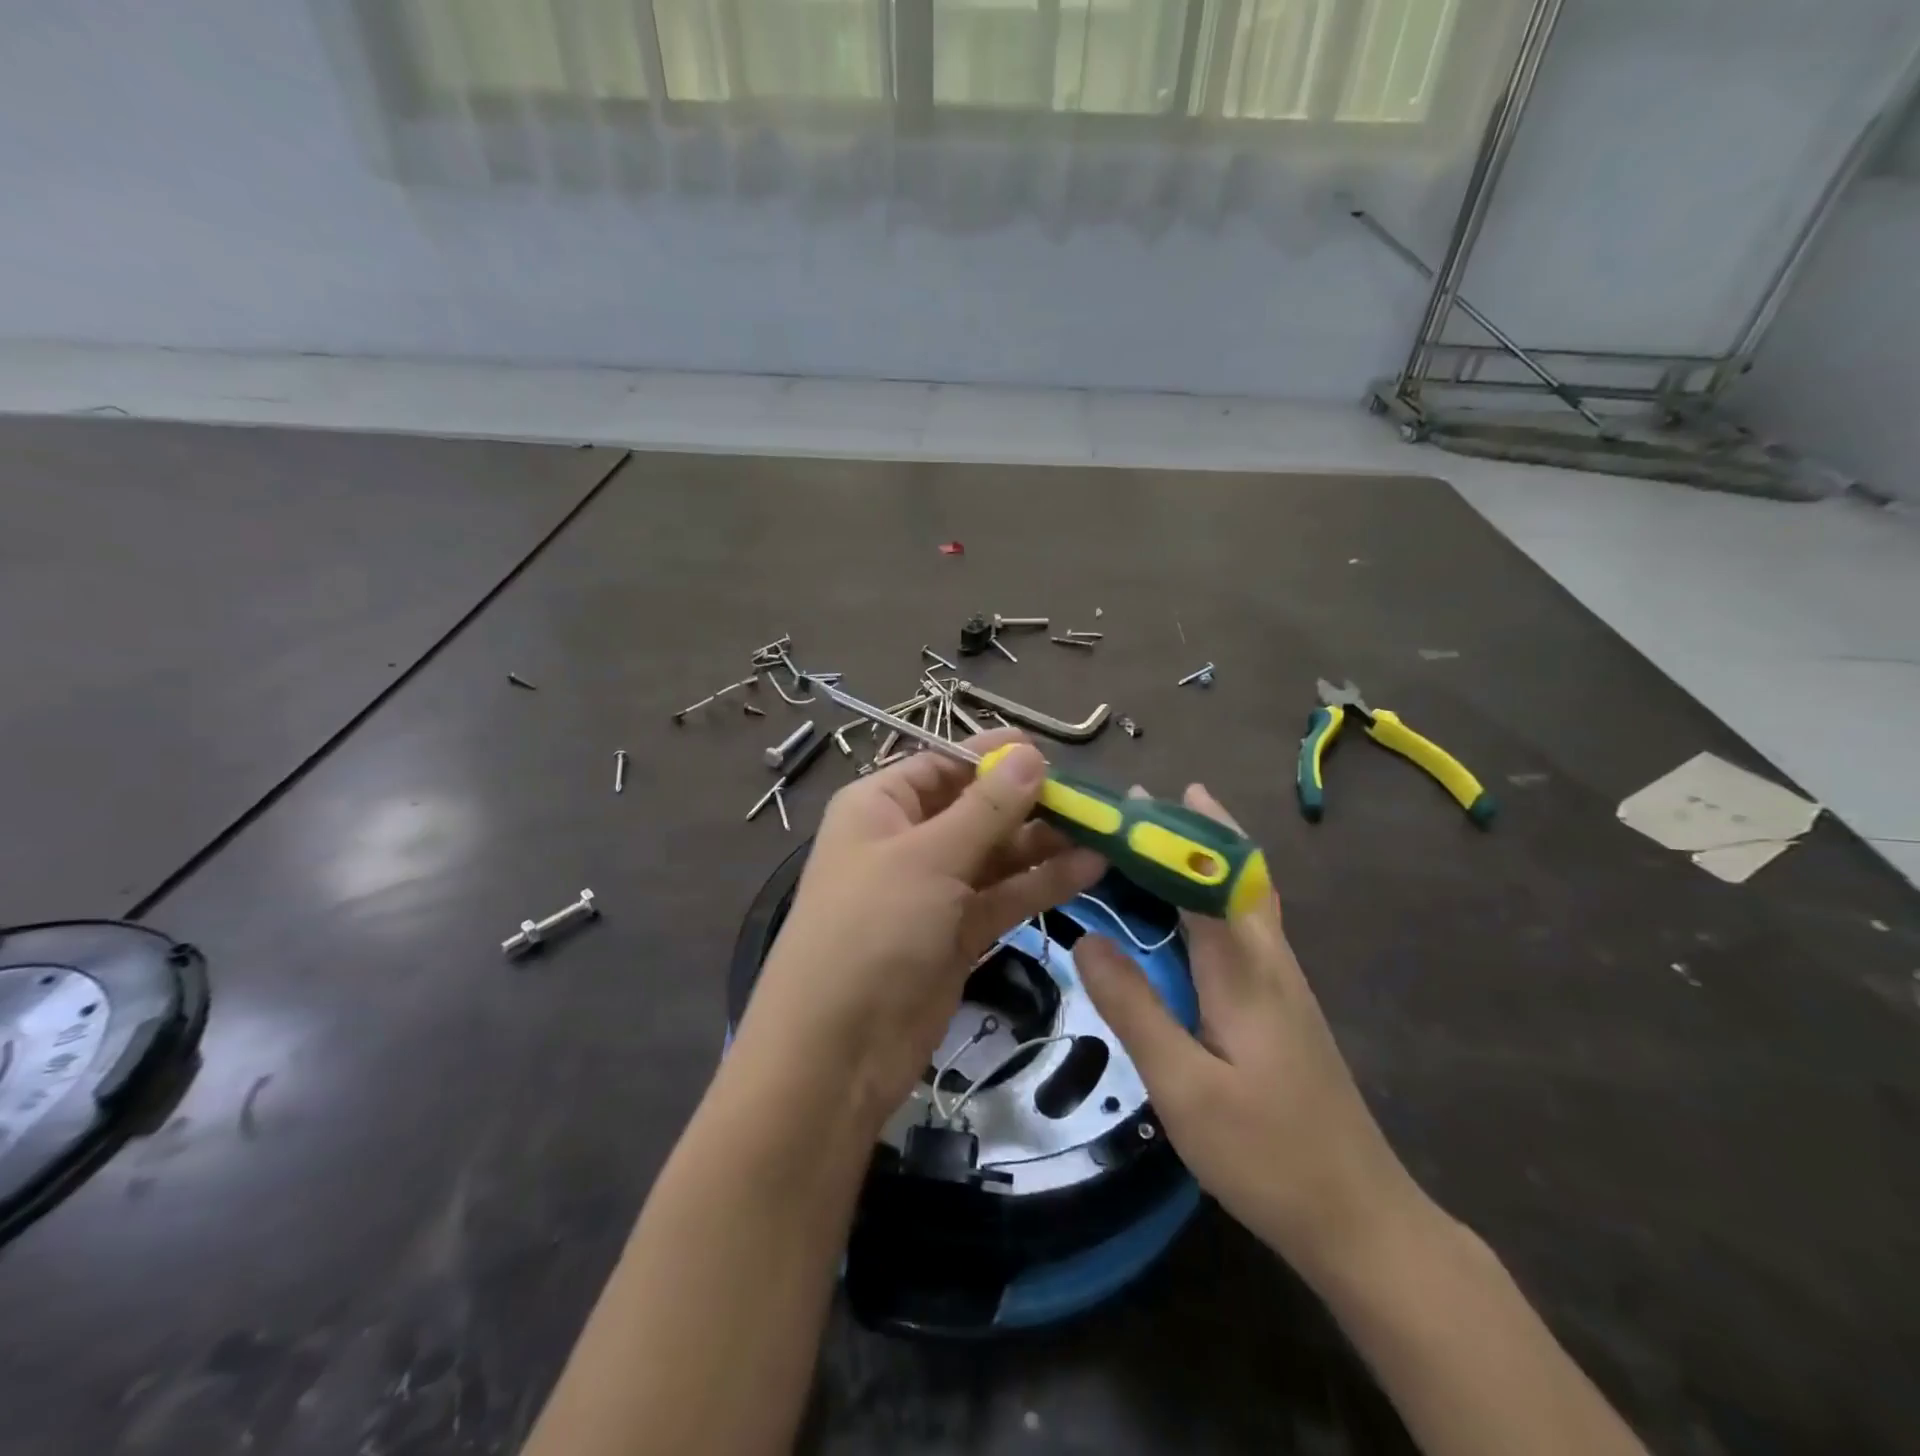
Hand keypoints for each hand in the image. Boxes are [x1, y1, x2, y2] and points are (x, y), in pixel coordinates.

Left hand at [736, 731, 1105, 1127]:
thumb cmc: (872, 931)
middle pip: (977, 809)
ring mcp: (934, 890)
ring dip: (1045, 844)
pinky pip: (1004, 896)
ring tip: (1105, 833)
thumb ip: (987, 808)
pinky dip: (1042, 883)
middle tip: (1093, 802)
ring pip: (997, 854)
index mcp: (881, 806)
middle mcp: (907, 841)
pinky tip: (1090, 869)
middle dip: (1031, 803)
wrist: (837, 1053)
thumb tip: (1030, 754)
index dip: (994, 757)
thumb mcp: (929, 858)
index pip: (944, 765)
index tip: (1052, 754)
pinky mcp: (957, 934)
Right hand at [1074, 784, 1420, 1277]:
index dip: (1166, 834)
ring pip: (1245, 897)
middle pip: (1236, 872)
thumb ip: (1134, 1008)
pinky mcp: (1282, 1006)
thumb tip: (1085, 938)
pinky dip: (1214, 895)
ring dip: (1206, 856)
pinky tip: (1189, 912)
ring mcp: (1283, 983)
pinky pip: (1245, 927)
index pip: (1203, 877)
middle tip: (1141, 804)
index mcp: (1245, 970)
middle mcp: (1269, 961)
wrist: (1360, 1220)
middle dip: (1193, 829)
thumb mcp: (1183, 1088)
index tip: (1129, 801)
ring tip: (1161, 836)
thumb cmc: (1267, 1154)